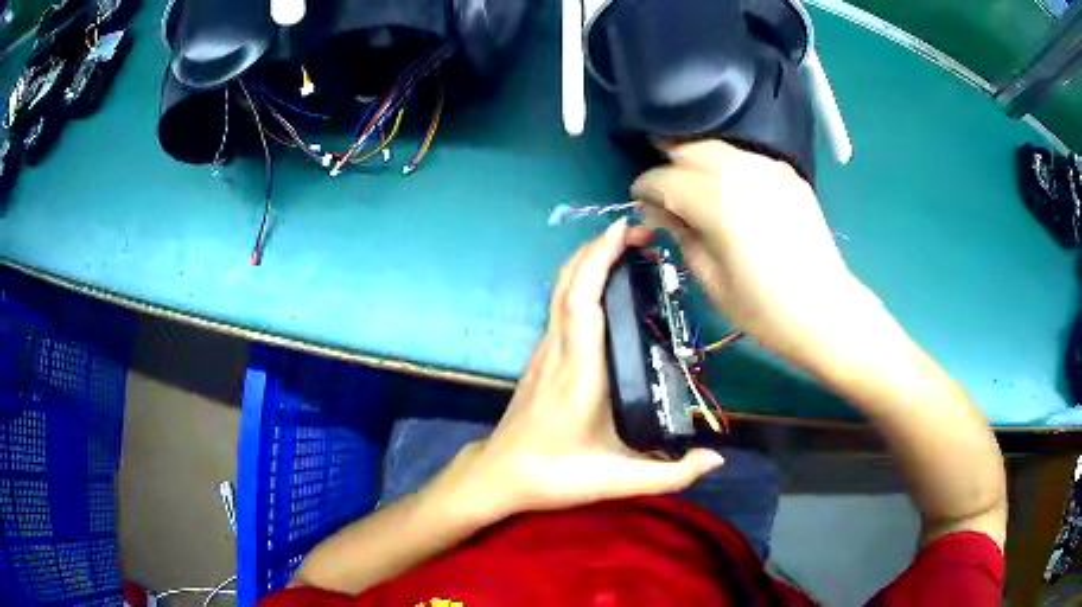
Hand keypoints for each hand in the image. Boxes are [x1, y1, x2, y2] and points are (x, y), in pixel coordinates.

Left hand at [449, 219, 724, 520]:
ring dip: (590, 260)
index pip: (583, 300)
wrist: (500, 475)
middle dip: (600, 247)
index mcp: (578, 373)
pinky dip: (581, 280)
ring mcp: (544, 351)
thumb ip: (671, 474)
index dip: (600, 258)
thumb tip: (717, 458)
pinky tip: (606, 286)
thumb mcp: (617, 481)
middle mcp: (557, 351)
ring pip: (561, 290)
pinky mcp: (541, 356)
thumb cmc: (555, 476)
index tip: (625, 231)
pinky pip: (560, 304)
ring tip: (629, 250)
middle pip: (569, 282)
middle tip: (640, 234)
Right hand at [631, 140, 876, 371]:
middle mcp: (740, 171)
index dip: (644, 189)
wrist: (824, 310)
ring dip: (696, 163)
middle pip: (688, 149)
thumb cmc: (762, 307)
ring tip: (694, 190)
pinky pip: (745, 158)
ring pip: (717, 148)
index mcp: (715, 199)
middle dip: (669, 167)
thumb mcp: (709, 277)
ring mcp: (768, 168)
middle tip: (664, 195)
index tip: (639, 203)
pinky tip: (730, 192)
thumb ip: (680, 233)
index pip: (663, 178)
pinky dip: (728, 167)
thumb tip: (658, 211)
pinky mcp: (788, 174)